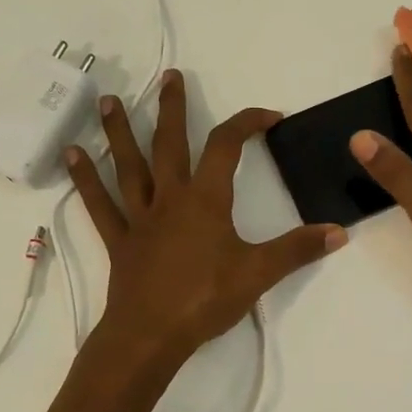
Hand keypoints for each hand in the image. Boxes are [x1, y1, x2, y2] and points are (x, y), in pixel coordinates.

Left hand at [67, 70, 345, 361]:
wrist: (151, 335)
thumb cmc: (206, 299)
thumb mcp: (260, 273)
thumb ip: (298, 250)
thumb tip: (339, 232)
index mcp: (206, 200)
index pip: (227, 146)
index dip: (248, 123)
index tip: (270, 116)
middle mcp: (170, 199)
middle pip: (170, 143)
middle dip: (172, 108)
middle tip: (170, 76)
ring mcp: (140, 218)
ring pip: (128, 166)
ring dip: (119, 132)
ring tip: (109, 99)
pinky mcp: (120, 241)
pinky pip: (100, 205)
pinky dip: (86, 179)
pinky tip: (72, 155)